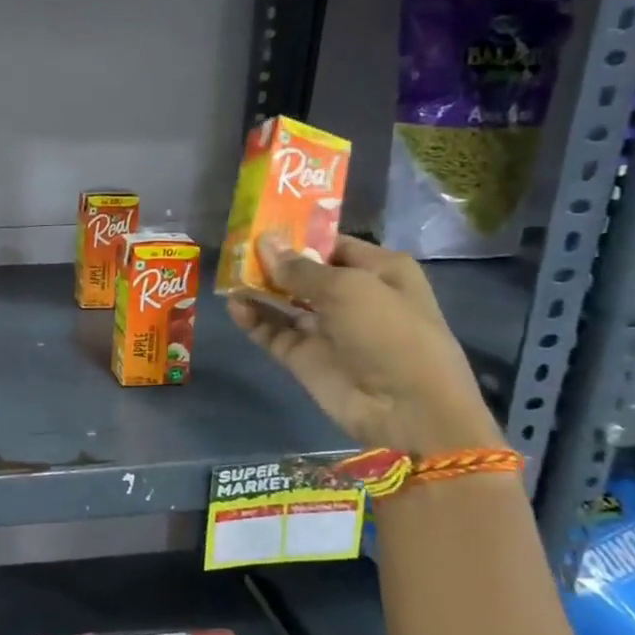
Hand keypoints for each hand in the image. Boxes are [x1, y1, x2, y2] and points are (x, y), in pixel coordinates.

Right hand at [227, 233, 503, 456]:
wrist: (406, 410)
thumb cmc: (389, 332)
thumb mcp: (347, 288)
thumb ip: (299, 268)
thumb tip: (264, 242)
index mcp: (378, 270)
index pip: (331, 244)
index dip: (298, 235)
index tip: (260, 224)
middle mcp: (352, 296)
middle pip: (304, 272)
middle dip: (272, 260)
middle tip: (234, 247)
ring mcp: (326, 328)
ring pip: (284, 301)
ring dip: (258, 288)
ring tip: (228, 273)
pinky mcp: (304, 356)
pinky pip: (273, 331)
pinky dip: (253, 318)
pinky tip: (235, 304)